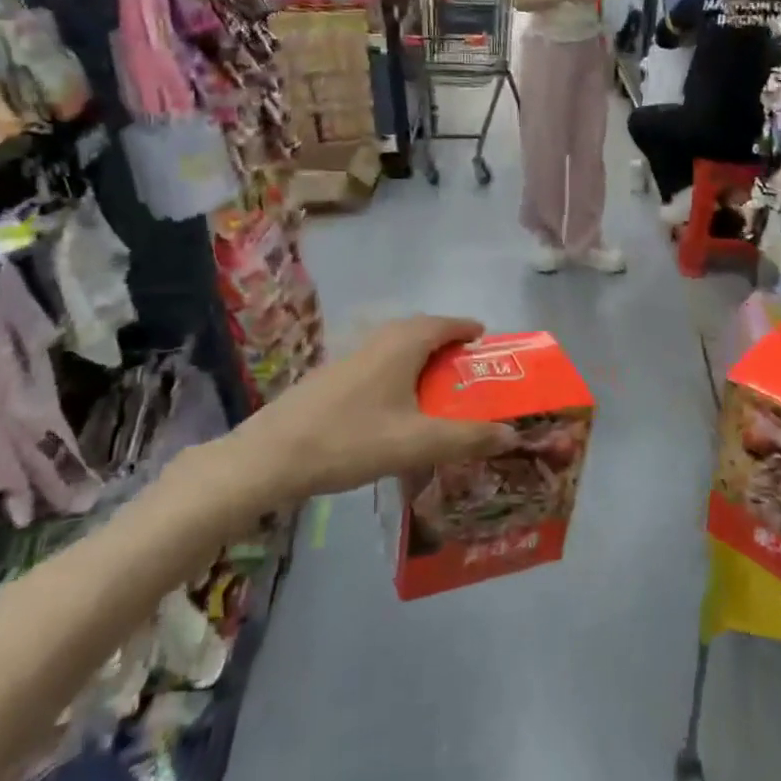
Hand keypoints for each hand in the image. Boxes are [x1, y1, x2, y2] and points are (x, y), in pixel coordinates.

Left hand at [173, 317, 514, 535]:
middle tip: (466, 368)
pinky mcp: (330, 380)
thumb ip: (467, 438)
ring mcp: (349, 359)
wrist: (268, 457)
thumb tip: (512, 433)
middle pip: (419, 330)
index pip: (444, 323)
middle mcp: (376, 342)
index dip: (467, 329)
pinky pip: (377, 364)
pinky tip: (395, 408)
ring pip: (394, 347)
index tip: (486, 341)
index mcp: (401, 345)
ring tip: (436, 388)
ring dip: (420, 359)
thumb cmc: (350, 440)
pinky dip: (398, 374)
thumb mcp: (417, 443)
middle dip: (446, 344)